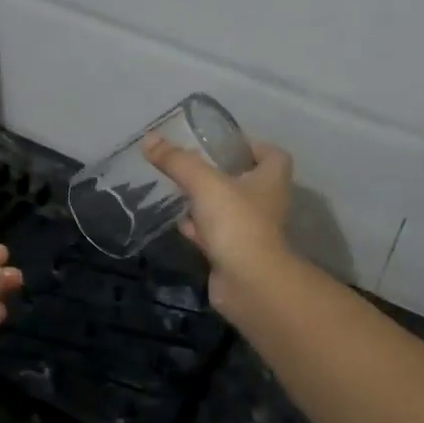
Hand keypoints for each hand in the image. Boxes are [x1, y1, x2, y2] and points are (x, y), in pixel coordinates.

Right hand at [142, 134, 293, 312]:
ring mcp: (251, 231)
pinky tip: (179, 224)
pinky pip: (215, 235)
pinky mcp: (235, 254)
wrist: (249, 284)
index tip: (223, 144)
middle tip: (192, 165)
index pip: (273, 155)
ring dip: (206, 202)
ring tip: (178, 190)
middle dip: (220, 174)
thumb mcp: (204, 183)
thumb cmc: (236, 222)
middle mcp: (266, 204)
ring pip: (228, 209)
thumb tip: (149, 138)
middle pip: (247, 182)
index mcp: (270, 180)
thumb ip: (177, 160)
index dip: (252, 146)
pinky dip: (199, 230)